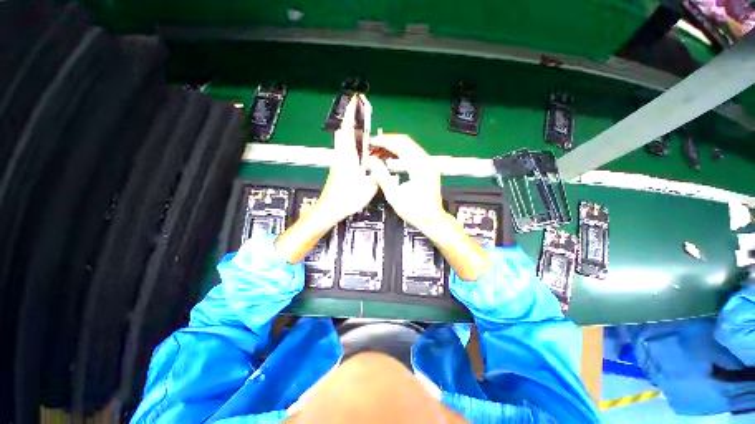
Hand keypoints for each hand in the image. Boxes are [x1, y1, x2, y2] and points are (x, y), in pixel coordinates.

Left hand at [275, 96, 376, 263]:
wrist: (329, 209)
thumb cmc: (346, 198)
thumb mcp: (368, 187)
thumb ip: (377, 175)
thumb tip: (382, 168)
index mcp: (347, 156)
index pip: (347, 129)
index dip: (352, 113)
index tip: (356, 100)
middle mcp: (341, 155)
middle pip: (344, 133)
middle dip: (353, 123)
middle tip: (365, 120)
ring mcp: (339, 161)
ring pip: (345, 142)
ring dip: (355, 135)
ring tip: (370, 137)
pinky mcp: (339, 168)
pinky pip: (347, 152)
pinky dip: (355, 147)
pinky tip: (365, 155)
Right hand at [366, 134, 488, 280]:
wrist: (432, 220)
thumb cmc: (414, 211)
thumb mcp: (394, 195)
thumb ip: (381, 175)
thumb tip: (370, 161)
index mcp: (420, 166)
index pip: (400, 144)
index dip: (384, 141)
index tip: (370, 142)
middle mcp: (426, 160)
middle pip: (405, 141)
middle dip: (387, 141)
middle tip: (372, 147)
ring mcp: (428, 163)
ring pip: (408, 146)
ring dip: (392, 147)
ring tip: (377, 153)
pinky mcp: (427, 167)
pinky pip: (411, 153)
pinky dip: (399, 153)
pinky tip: (389, 157)